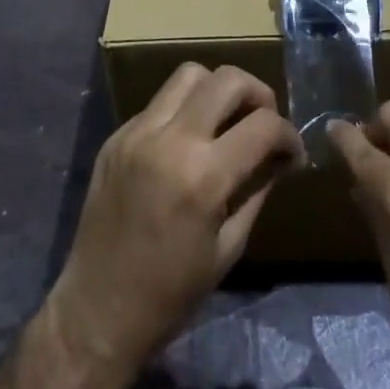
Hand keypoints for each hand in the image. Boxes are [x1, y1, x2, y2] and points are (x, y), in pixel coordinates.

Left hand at [49, 63, 305, 376]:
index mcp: (203, 178)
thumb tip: (282, 156)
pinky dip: (184, 110)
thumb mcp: (229, 247)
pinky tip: (187, 141)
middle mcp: (171, 141)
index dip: (289, 134)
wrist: (96, 313)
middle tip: (264, 121)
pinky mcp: (117, 136)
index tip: (293, 151)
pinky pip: (160, 102)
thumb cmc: (170, 294)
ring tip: (226, 119)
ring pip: (190, 75)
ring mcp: (138, 133)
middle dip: (259, 94)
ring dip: (218, 89)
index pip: (263, 125)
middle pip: (228, 79)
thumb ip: (258, 189)